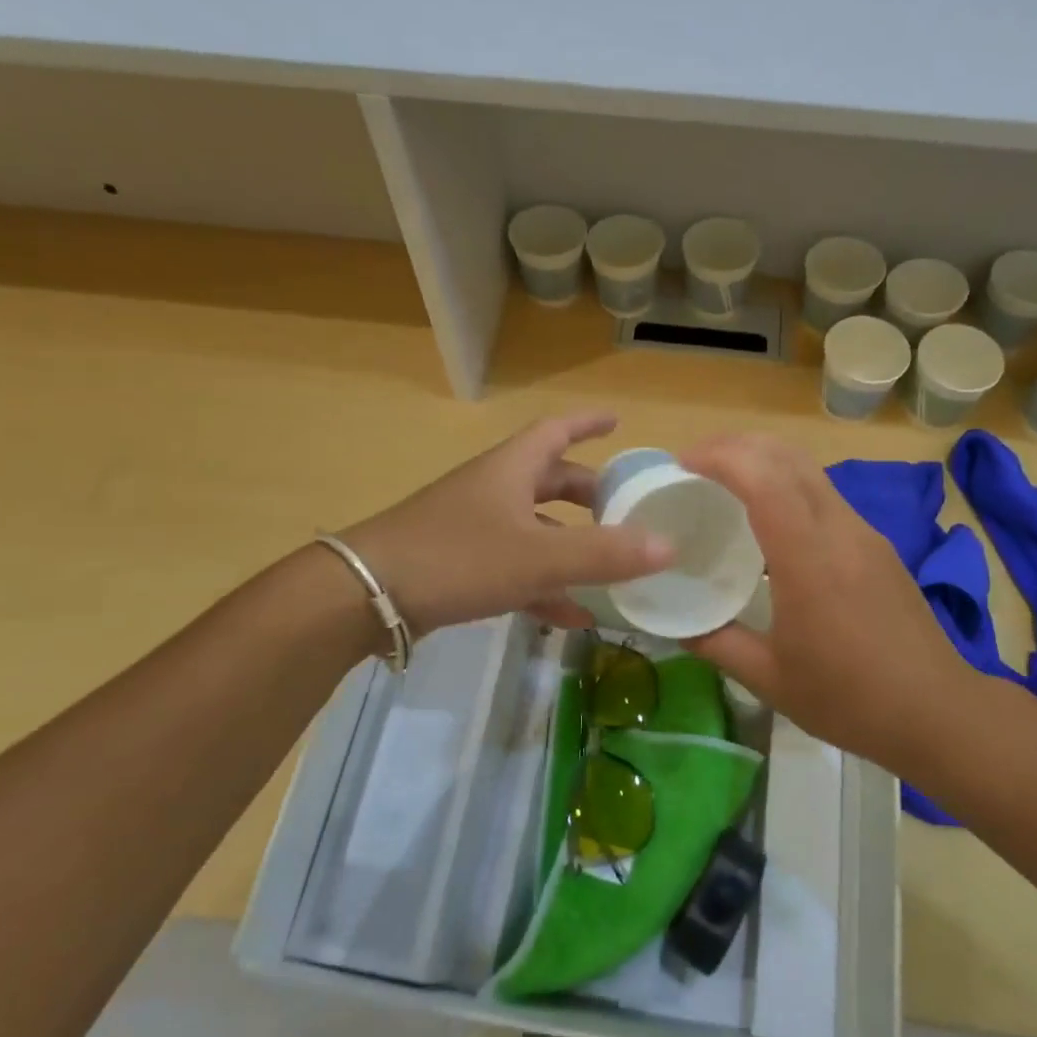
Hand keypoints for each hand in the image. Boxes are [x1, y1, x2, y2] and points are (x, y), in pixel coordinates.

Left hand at [341, 413, 672, 635]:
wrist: (366, 595)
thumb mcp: (537, 556)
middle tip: (626, 508)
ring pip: (537, 529)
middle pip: (551, 482)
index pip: (557, 431)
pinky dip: (546, 586)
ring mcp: (475, 528)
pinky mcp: (461, 565)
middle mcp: (495, 490)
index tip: (618, 421)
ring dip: (573, 548)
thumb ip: (603, 553)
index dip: (588, 423)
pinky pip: (516, 568)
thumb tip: (670, 546)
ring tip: (614, 571)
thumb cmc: (456, 556)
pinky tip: (572, 616)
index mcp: (512, 469)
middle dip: (590, 494)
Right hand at [679, 433, 968, 767]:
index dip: (721, 458)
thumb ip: (718, 644)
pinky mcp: (877, 544)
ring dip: (765, 461)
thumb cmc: (850, 699)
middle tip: (696, 464)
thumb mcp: (770, 679)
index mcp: (809, 560)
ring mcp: (864, 533)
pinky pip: (825, 495)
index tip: (682, 463)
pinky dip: (788, 485)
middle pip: (789, 457)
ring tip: (726, 483)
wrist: (938, 711)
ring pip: (810, 470)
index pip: (764, 480)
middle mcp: (840, 531)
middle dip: (738, 445)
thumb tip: (679, 624)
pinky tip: (770, 520)